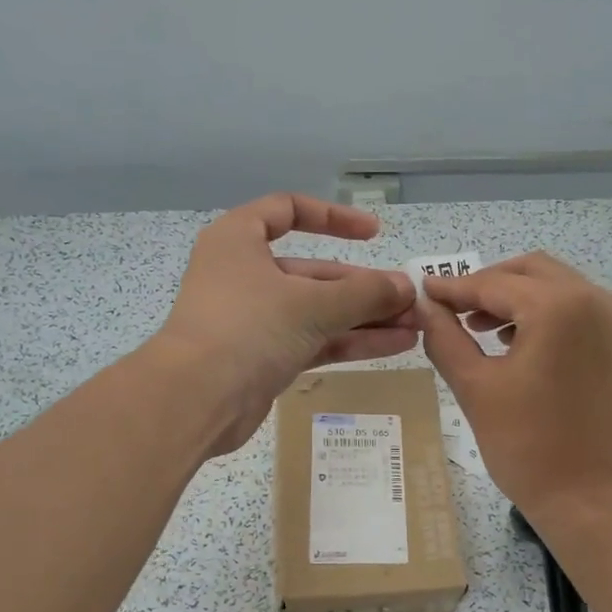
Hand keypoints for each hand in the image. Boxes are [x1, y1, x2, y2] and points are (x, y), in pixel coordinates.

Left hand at [155, 194, 417, 454]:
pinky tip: (395, 345)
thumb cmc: (249, 328)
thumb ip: (365, 294)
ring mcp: (253, 319)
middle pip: (313, 271)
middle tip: (410, 298)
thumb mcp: (313, 304)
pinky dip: (350, 340)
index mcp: (239, 240)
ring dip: (364, 317)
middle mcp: (244, 274)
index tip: (374, 233)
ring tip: (415, 325)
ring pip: (317, 310)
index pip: (288, 210)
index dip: (333, 218)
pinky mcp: (263, 357)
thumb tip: (407, 288)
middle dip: (363, 286)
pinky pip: (313, 340)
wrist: (196, 400)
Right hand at [420, 252, 611, 528]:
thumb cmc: (531, 449)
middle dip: (487, 285)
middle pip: (530, 272)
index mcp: (559, 307)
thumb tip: (425, 307)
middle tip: (451, 310)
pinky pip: (579, 309)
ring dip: (517, 298)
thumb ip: (445, 338)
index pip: (494, 284)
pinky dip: (545, 313)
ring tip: (479, 329)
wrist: (601, 504)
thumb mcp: (476, 389)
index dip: (453, 288)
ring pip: (557, 286)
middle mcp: (597, 299)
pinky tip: (519, 342)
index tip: (422, 291)